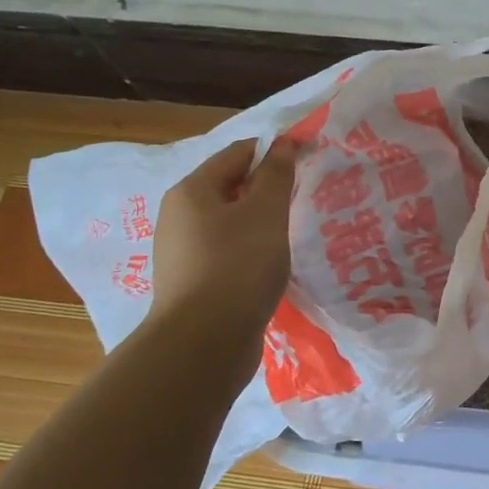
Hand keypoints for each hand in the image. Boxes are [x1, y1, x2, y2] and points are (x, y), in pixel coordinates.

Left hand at [149, 138, 297, 324]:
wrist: (204, 344)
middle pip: (230, 187)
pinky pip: (227, 251)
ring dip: (261, 221)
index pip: (238, 154)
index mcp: (192, 191)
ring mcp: (183, 252)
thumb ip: (276, 175)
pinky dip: (251, 249)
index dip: (274, 151)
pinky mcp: (193, 282)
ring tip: (293, 231)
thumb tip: (282, 144)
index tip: (308, 158)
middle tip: (304, 196)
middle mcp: (179, 216)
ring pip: (230, 222)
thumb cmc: (237, 266)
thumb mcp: (266, 213)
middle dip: (267, 188)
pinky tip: (272, 263)